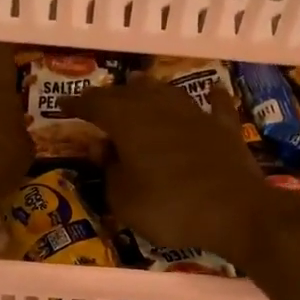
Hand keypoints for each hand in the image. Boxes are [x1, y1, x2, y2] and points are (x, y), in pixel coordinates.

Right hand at [62, 78, 275, 265]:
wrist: (236, 212)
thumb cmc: (171, 208)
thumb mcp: (124, 201)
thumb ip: (109, 172)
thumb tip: (104, 150)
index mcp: (129, 122)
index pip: (95, 104)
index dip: (76, 104)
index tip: (63, 108)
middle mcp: (160, 108)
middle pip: (129, 92)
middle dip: (110, 96)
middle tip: (97, 104)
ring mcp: (196, 114)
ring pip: (167, 91)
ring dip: (149, 90)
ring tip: (137, 87)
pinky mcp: (224, 128)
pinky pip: (215, 105)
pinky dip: (210, 98)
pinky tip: (211, 91)